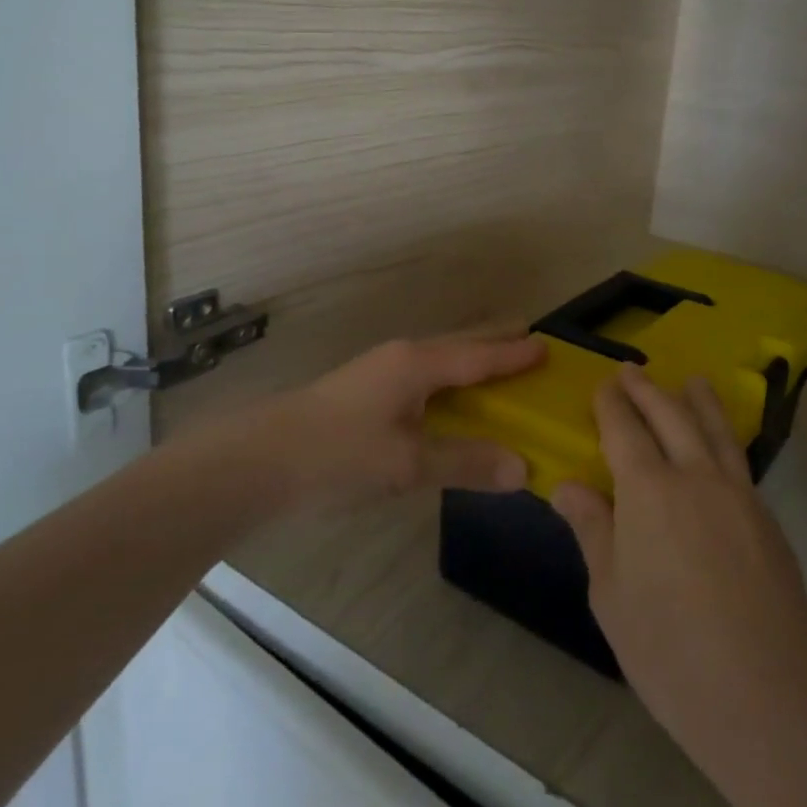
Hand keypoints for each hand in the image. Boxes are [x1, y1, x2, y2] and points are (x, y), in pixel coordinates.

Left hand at [255, 333, 545, 510]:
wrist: (259, 460)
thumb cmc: (338, 454)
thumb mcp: (407, 465)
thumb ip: (465, 463)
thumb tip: (523, 469)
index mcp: (418, 364)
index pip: (480, 355)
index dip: (514, 354)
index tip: (547, 345)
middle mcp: (403, 357)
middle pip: (461, 344)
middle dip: (495, 342)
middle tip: (529, 338)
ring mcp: (381, 371)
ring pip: (440, 358)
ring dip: (472, 359)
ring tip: (498, 365)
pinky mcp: (367, 391)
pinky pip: (425, 375)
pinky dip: (451, 379)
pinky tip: (450, 398)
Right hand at [552, 366, 806, 771]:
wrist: (767, 697)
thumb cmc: (670, 651)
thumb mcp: (611, 594)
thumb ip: (593, 530)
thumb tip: (569, 486)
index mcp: (650, 491)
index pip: (625, 429)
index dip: (612, 404)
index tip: (604, 384)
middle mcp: (696, 476)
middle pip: (671, 415)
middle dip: (648, 390)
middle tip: (632, 370)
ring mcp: (739, 495)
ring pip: (715, 430)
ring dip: (698, 400)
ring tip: (691, 380)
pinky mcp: (768, 520)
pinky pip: (738, 460)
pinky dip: (722, 437)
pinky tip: (719, 446)